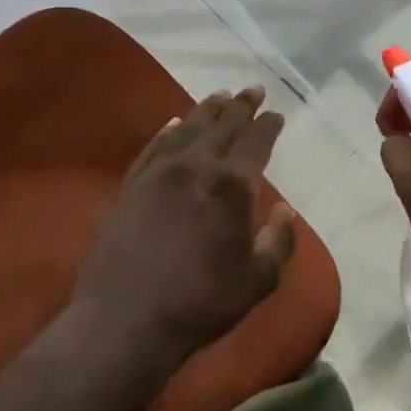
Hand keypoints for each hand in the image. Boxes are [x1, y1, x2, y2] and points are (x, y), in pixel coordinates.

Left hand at [72, 86, 295, 366]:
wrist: (125, 320)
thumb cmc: (201, 302)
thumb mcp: (258, 280)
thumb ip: (278, 241)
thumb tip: (285, 210)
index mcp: (232, 185)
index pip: (256, 142)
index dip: (268, 125)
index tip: (276, 114)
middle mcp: (196, 167)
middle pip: (223, 125)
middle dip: (241, 106)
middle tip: (253, 90)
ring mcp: (159, 173)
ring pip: (188, 128)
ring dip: (207, 110)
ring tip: (220, 96)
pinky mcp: (130, 186)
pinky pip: (153, 147)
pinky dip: (167, 130)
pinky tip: (174, 123)